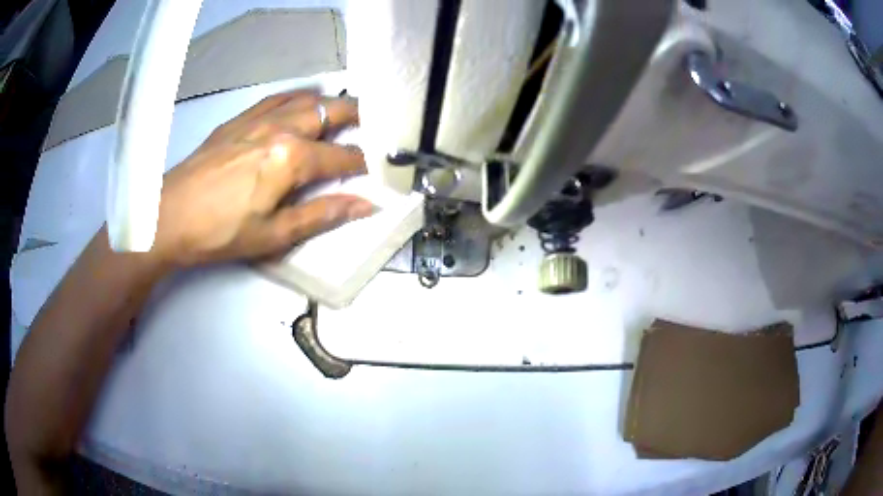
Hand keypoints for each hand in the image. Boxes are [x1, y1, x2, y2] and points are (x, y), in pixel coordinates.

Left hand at [153, 90, 373, 266]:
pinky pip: (276, 98)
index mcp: (292, 158)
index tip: (380, 170)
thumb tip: (366, 206)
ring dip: (330, 103)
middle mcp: (280, 128)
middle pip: (330, 111)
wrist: (168, 217)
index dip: (365, 164)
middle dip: (358, 116)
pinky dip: (297, 96)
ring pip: (305, 99)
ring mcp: (257, 119)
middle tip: (374, 123)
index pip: (342, 157)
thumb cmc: (220, 232)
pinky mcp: (238, 120)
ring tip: (343, 110)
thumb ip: (322, 214)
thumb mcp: (274, 234)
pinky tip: (300, 101)